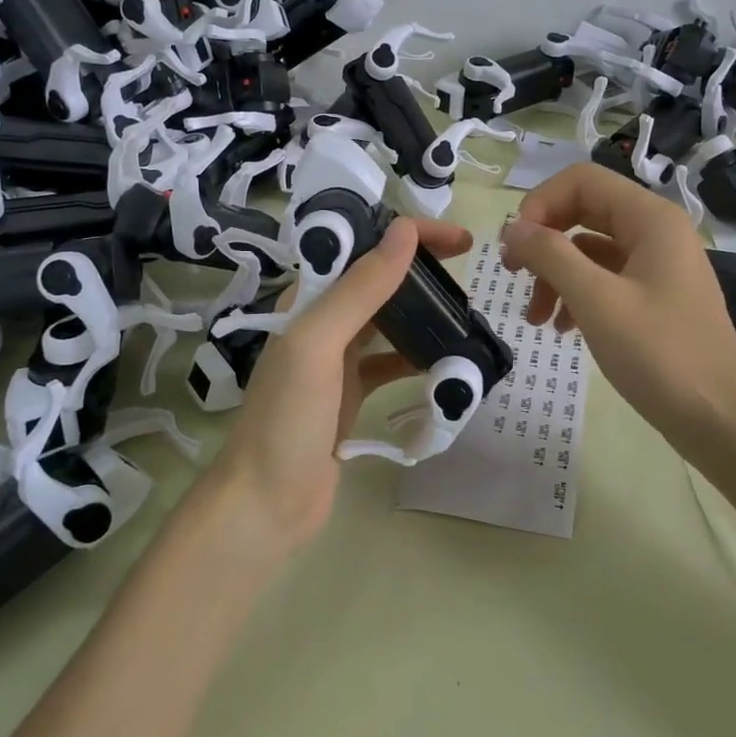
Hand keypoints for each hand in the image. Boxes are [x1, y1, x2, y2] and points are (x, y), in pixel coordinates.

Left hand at [206, 215, 473, 553]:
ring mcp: (337, 360)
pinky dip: (418, 357)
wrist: (266, 505)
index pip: (362, 247)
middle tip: (469, 272)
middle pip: (378, 280)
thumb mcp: (318, 344)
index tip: (459, 240)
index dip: (407, 234)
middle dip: (421, 269)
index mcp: (307, 301)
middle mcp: (322, 323)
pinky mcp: (351, 393)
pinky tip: (447, 361)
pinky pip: (391, 363)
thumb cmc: (287, 419)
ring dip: (423, 312)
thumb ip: (360, 289)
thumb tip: (404, 231)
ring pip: (388, 320)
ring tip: (465, 313)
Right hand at [500, 164, 735, 464]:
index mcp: (650, 218)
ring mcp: (658, 264)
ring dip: (555, 274)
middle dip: (544, 240)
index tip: (516, 246)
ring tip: (536, 318)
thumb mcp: (596, 301)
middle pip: (584, 211)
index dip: (540, 204)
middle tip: (513, 273)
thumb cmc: (660, 355)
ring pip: (590, 249)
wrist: (720, 421)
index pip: (581, 180)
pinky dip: (577, 295)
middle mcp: (656, 231)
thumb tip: (512, 228)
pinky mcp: (656, 296)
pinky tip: (563, 328)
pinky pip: (606, 278)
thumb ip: (550, 255)